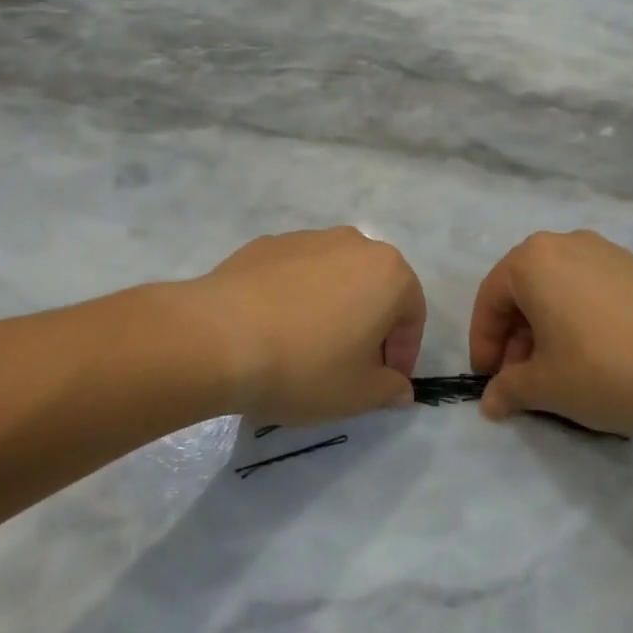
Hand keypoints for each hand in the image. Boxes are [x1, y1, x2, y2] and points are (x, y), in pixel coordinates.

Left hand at [190, 228, 422, 425]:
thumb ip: (389, 389)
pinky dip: (296, 296)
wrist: (220, 337)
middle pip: (374, 288)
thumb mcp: (357, 394)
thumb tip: (400, 387)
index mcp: (388, 272)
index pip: (412, 314)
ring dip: (332, 307)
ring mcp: (307, 238)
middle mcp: (353, 243)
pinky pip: (295, 273)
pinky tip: (274, 328)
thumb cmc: (305, 366)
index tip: (384, 382)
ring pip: (334, 276)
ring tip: (307, 346)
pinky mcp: (267, 244)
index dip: (403, 353)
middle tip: (351, 365)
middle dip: (369, 325)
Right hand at [470, 230, 632, 436]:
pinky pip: (591, 292)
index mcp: (531, 260)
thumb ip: (509, 390)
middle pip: (524, 293)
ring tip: (562, 376)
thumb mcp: (548, 387)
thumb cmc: (608, 366)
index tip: (490, 383)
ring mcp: (606, 252)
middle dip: (517, 341)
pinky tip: (598, 360)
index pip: (490, 300)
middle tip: (524, 383)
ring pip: (559, 292)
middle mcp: (564, 244)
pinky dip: (580, 322)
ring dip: (548, 333)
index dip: (484, 345)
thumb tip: (490, 401)